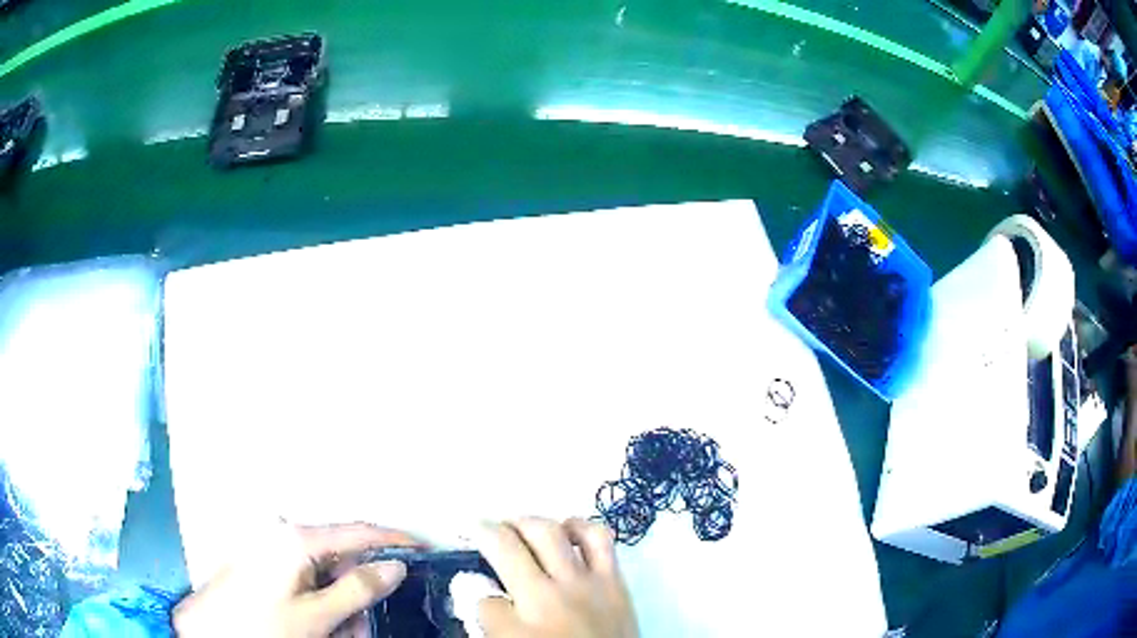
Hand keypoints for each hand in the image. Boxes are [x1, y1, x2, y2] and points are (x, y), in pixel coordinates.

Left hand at [173, 521, 418, 637]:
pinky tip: (320, 627)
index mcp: (298, 539)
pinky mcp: (268, 566)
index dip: (395, 540)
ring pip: (327, 575)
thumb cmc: (262, 623)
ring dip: (342, 605)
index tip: (425, 551)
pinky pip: (308, 582)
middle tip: (364, 625)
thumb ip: (358, 589)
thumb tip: (395, 565)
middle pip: (342, 557)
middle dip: (362, 591)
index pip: (359, 530)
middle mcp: (286, 537)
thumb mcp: (317, 615)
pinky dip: (322, 605)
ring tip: (339, 634)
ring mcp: (275, 551)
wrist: (213, 631)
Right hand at [472, 518, 637, 637]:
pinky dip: (579, 526)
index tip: (472, 581)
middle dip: (489, 531)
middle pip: (510, 546)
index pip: (482, 595)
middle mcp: (549, 595)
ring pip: (549, 532)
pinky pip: (598, 539)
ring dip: (527, 523)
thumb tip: (485, 595)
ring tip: (520, 526)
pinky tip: (568, 529)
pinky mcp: (616, 580)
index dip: (471, 586)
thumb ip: (495, 623)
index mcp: (521, 624)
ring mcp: (586, 583)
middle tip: (485, 531)